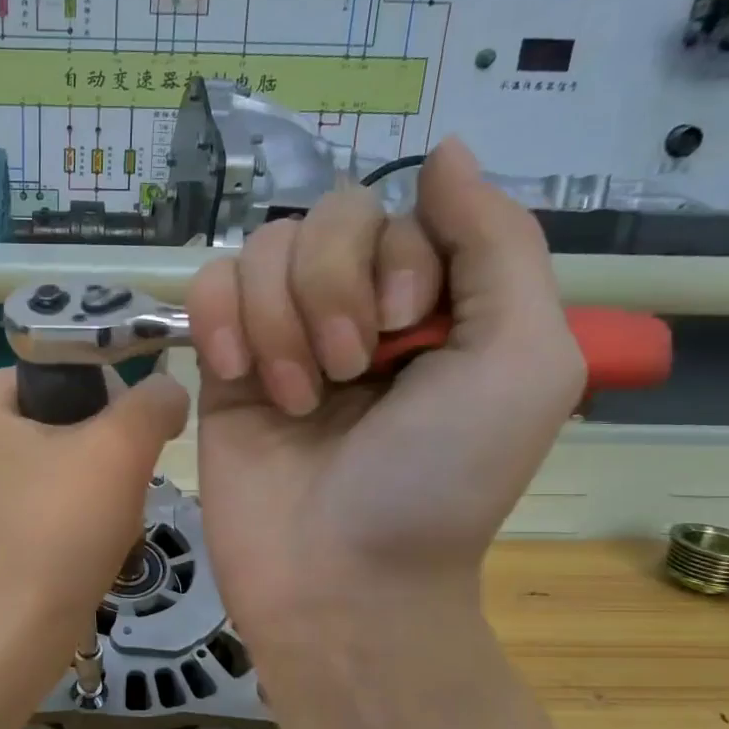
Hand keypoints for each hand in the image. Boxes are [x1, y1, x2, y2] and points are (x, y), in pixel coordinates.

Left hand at [0, 366, 189, 678]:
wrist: (18, 632)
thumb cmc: (59, 529)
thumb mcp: (118, 447)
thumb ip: (154, 400)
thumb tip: (170, 390)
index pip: (75, 361)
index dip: (118, 392)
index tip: (138, 435)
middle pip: (80, 409)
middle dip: (115, 447)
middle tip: (121, 483)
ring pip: (80, 454)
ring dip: (111, 482)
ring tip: (110, 517)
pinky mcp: (10, 516)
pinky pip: (67, 492)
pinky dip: (93, 510)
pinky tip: (99, 537)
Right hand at [187, 137, 581, 657]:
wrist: (341, 578)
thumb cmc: (439, 481)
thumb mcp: (522, 359)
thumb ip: (498, 244)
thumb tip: (448, 150)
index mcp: (431, 303)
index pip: (399, 212)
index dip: (394, 258)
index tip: (402, 334)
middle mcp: (355, 310)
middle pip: (324, 217)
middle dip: (331, 287)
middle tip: (347, 372)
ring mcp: (281, 337)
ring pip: (260, 250)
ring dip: (279, 318)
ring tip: (296, 399)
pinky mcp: (221, 369)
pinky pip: (206, 289)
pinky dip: (220, 318)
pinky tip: (237, 374)